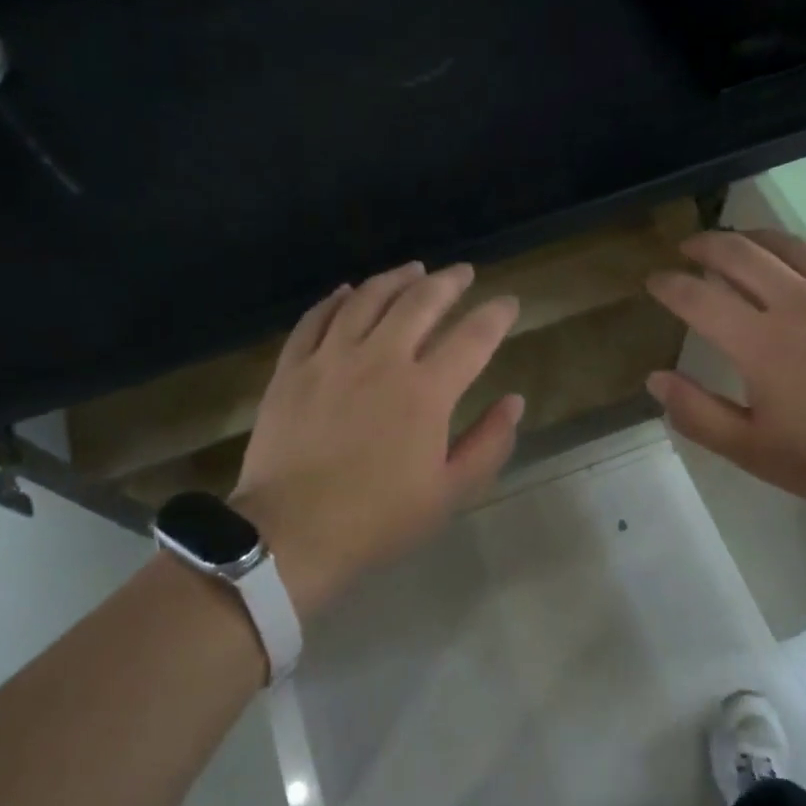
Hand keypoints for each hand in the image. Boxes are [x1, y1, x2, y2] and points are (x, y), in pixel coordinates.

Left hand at [231, 262, 523, 618]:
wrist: (291, 534)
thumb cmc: (378, 519)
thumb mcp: (449, 492)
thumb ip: (488, 443)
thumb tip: (514, 401)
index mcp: (426, 391)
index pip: (473, 337)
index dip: (496, 315)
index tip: (509, 303)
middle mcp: (381, 360)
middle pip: (420, 302)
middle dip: (448, 282)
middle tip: (463, 272)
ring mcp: (331, 359)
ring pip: (368, 299)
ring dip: (396, 279)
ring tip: (414, 270)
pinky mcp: (292, 368)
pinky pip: (316, 318)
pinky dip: (336, 299)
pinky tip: (348, 291)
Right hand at [645, 229, 805, 519]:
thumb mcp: (754, 451)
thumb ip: (698, 414)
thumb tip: (656, 378)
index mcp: (760, 343)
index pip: (698, 298)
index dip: (669, 285)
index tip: (655, 281)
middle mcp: (796, 303)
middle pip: (740, 253)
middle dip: (706, 245)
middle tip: (689, 248)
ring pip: (790, 245)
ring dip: (754, 237)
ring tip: (739, 240)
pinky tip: (805, 257)